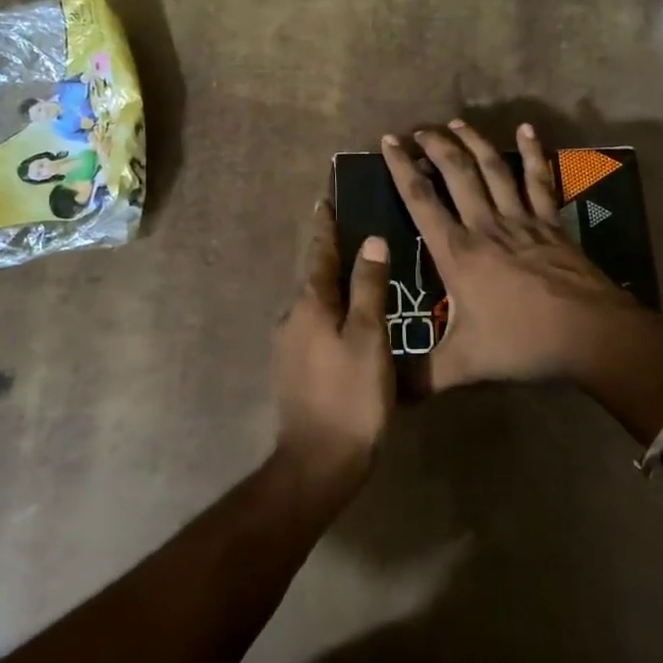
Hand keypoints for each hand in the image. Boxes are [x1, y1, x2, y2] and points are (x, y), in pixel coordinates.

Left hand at [271, 202, 393, 488]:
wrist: (318, 463)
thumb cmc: (350, 396)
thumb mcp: (369, 338)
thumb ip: (369, 288)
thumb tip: (371, 241)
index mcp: (310, 305)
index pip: (319, 253)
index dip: (325, 227)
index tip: (326, 200)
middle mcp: (293, 318)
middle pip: (316, 277)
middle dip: (332, 254)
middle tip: (357, 233)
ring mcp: (291, 346)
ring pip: (317, 304)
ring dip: (335, 286)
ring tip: (363, 275)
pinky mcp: (297, 369)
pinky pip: (318, 327)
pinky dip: (335, 313)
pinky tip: (355, 321)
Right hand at [382, 121, 662, 412]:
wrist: (592, 335)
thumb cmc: (523, 344)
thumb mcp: (465, 365)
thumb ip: (422, 377)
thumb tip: (384, 396)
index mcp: (458, 253)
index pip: (421, 200)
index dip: (402, 168)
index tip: (389, 141)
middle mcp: (486, 226)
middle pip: (456, 174)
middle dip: (435, 147)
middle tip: (419, 129)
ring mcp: (522, 220)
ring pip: (493, 169)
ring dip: (474, 143)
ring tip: (457, 123)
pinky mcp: (551, 223)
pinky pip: (539, 180)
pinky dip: (532, 153)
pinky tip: (527, 130)